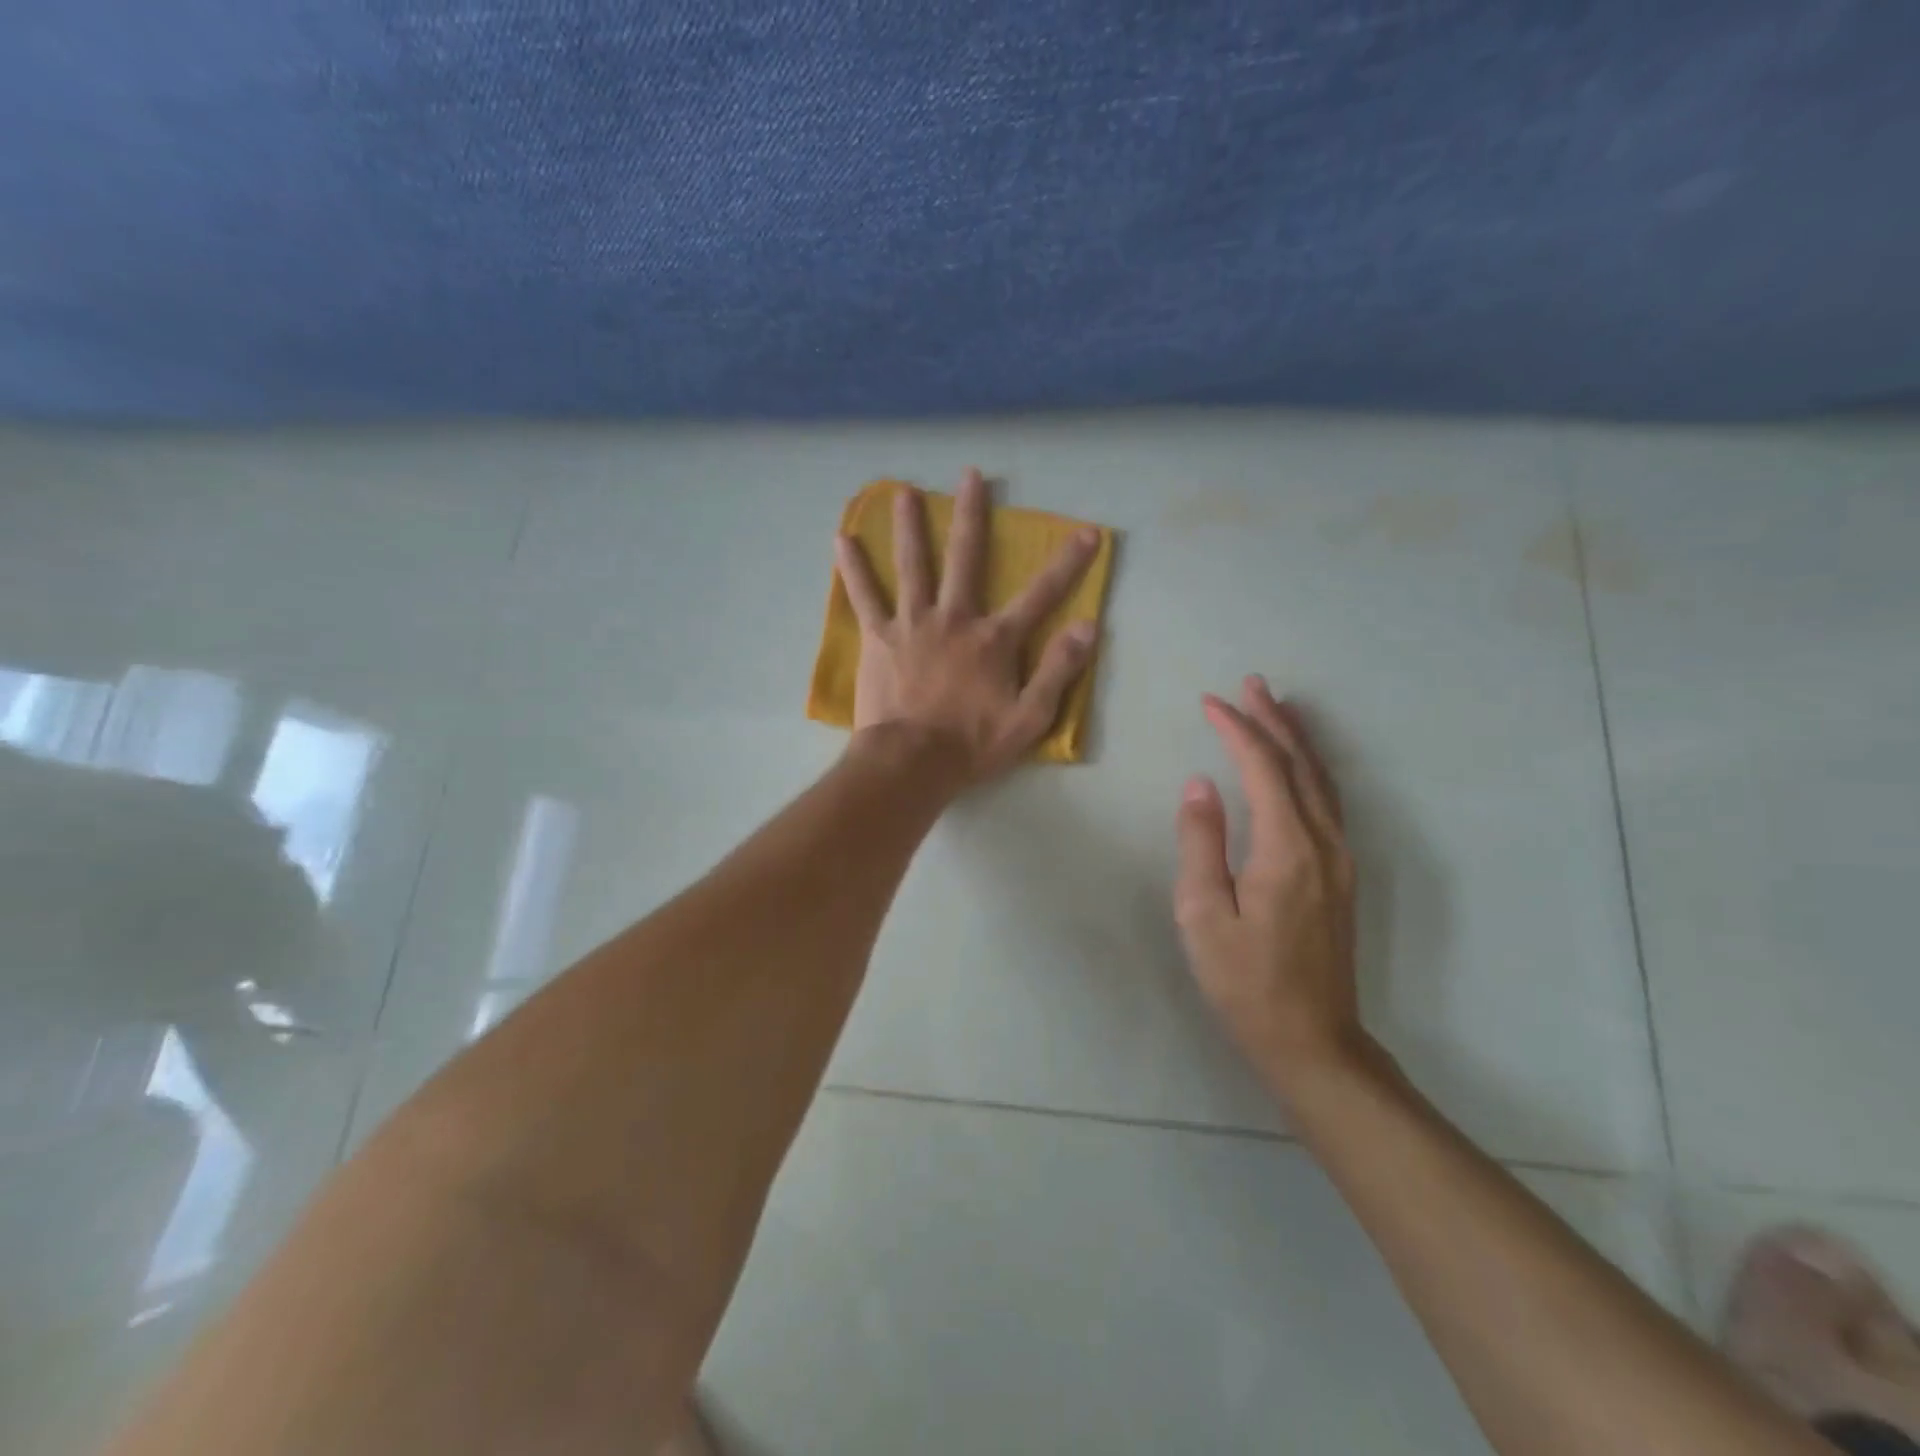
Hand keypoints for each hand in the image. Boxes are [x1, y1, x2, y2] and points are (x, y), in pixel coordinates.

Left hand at [834, 469, 1100, 781]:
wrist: (911, 762)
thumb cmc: (972, 744)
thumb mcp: (1029, 717)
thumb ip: (1058, 670)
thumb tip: (1088, 627)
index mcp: (993, 640)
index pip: (1040, 594)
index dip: (1068, 564)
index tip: (1087, 532)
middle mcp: (953, 619)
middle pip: (965, 558)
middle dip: (972, 515)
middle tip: (971, 476)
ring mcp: (912, 624)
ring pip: (912, 565)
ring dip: (909, 526)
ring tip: (903, 492)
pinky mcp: (879, 638)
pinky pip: (864, 597)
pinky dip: (853, 569)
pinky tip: (842, 539)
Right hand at [1173, 676, 1365, 1095]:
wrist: (1312, 1039)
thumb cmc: (1245, 982)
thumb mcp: (1204, 916)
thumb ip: (1201, 844)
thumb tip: (1199, 785)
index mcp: (1287, 849)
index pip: (1263, 769)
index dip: (1237, 730)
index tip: (1209, 702)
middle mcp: (1323, 842)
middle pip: (1300, 764)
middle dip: (1274, 720)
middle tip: (1251, 683)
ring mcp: (1340, 858)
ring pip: (1322, 780)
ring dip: (1297, 739)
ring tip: (1276, 706)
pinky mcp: (1341, 873)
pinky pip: (1328, 801)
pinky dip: (1311, 769)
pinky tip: (1299, 764)